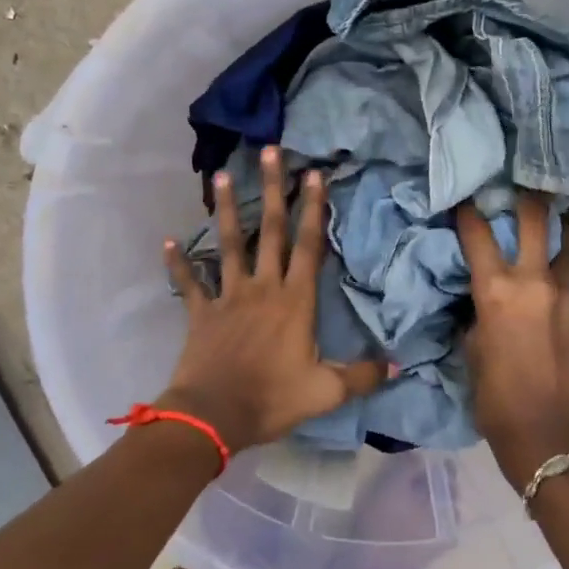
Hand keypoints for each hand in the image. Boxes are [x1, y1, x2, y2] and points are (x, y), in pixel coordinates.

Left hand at [161, 146, 387, 450]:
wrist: (213, 416)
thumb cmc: (273, 399)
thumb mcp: (326, 391)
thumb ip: (363, 375)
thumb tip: (400, 364)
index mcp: (295, 301)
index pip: (309, 245)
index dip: (314, 209)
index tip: (314, 174)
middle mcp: (263, 288)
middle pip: (269, 230)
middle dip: (272, 189)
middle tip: (270, 152)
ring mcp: (229, 297)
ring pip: (228, 244)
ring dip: (225, 210)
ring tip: (220, 176)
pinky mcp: (202, 312)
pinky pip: (189, 283)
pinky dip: (179, 263)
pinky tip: (168, 241)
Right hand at [455, 193, 568, 485]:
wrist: (553, 438)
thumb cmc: (497, 401)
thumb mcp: (472, 352)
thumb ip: (477, 313)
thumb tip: (481, 296)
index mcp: (497, 291)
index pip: (478, 234)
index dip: (468, 209)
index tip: (465, 194)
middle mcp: (536, 281)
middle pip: (536, 219)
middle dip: (527, 196)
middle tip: (523, 183)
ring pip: (567, 244)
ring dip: (557, 229)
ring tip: (553, 216)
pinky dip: (563, 273)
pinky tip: (556, 279)